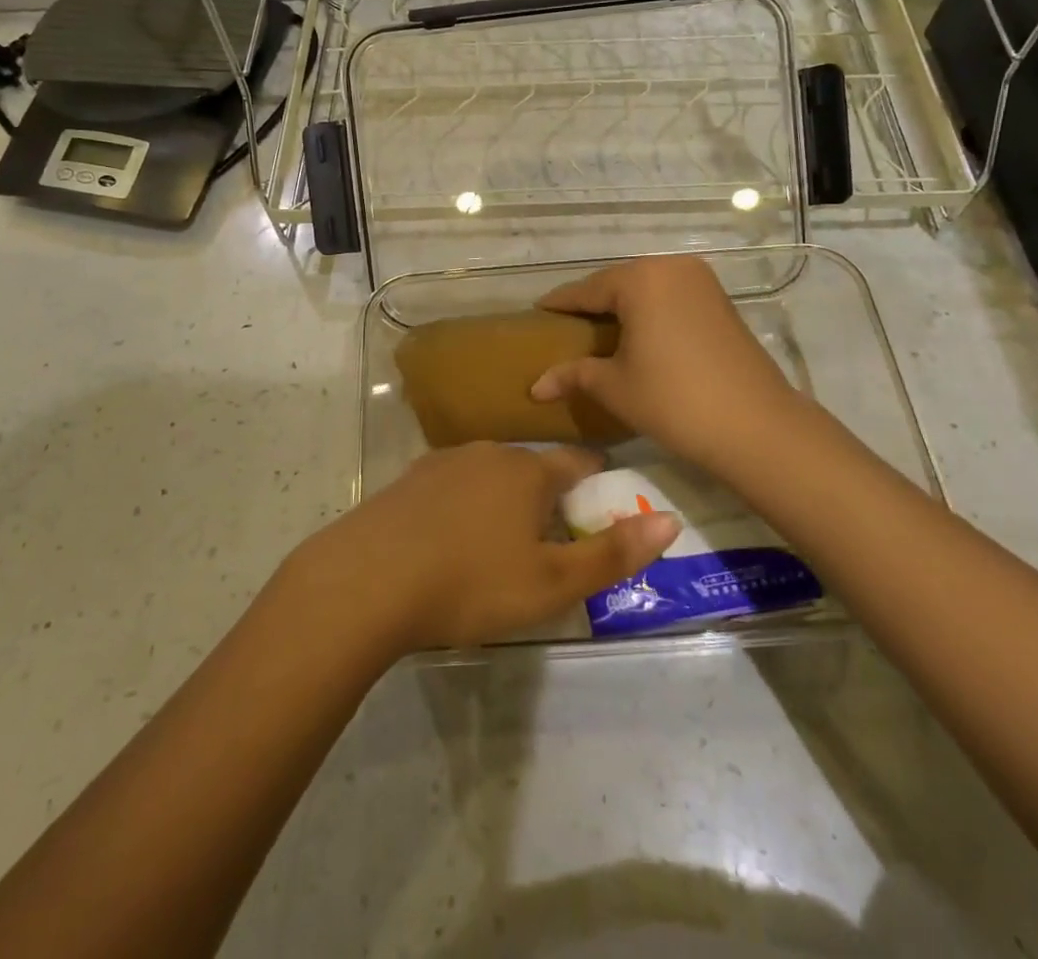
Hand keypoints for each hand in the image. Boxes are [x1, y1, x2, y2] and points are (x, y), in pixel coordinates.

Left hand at [292, 442, 679, 654]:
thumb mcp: (551, 582)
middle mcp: (488, 454)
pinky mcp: (407, 482)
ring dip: (503, 501)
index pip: (577, 462)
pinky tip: (451, 541)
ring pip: (489, 477)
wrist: (367, 580)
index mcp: (528, 471)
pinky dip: (463, 508)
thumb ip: (612, 553)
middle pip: (532, 469)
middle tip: (550, 540)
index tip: (602, 503)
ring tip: (500, 543)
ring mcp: (442, 463)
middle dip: (547, 497)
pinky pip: (451, 489)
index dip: (596, 480)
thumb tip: (669, 521)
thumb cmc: (471, 582)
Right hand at [529, 255, 800, 470]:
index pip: (587, 289)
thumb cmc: (674, 400)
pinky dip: (650, 312)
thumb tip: (536, 386)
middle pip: (618, 283)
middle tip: (565, 326)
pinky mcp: (720, 301)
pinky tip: (637, 334)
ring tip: (597, 331)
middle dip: (591, 304)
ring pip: (647, 289)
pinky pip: (670, 297)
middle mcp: (671, 267)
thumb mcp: (615, 387)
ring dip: (622, 307)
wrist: (755, 425)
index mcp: (641, 279)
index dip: (560, 304)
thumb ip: (573, 375)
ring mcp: (701, 282)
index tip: (536, 312)